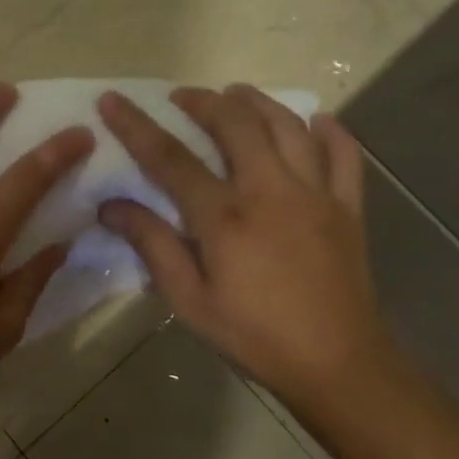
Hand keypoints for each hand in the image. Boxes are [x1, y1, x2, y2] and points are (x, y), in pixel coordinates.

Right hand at [96, 85, 395, 401]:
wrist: (339, 365)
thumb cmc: (255, 336)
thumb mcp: (189, 300)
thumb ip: (153, 246)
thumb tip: (111, 207)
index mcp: (224, 216)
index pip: (169, 158)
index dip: (136, 125)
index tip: (112, 100)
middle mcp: (270, 191)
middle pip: (235, 124)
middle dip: (203, 101)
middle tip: (181, 96)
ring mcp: (316, 195)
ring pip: (288, 127)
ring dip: (258, 103)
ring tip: (236, 93)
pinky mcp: (348, 208)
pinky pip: (344, 156)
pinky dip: (331, 132)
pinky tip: (317, 121)